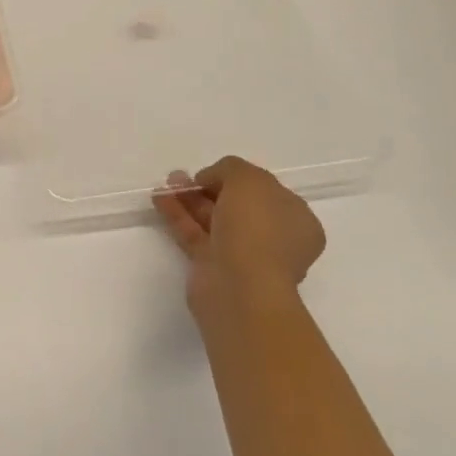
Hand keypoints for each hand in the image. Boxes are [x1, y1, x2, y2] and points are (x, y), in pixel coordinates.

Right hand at [155, 156, 325, 315]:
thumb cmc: (256, 228)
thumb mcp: (248, 179)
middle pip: (237, 205)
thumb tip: (211, 180)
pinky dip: (178, 215)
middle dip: (208, 187)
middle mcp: (274, 238)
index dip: (238, 178)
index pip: (266, 191)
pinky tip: (159, 198)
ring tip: (167, 182)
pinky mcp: (214, 266)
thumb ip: (230, 168)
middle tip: (184, 177)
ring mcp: (244, 254)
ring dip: (190, 198)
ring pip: (213, 219)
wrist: (240, 287)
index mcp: (296, 219)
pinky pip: (195, 233)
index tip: (214, 172)